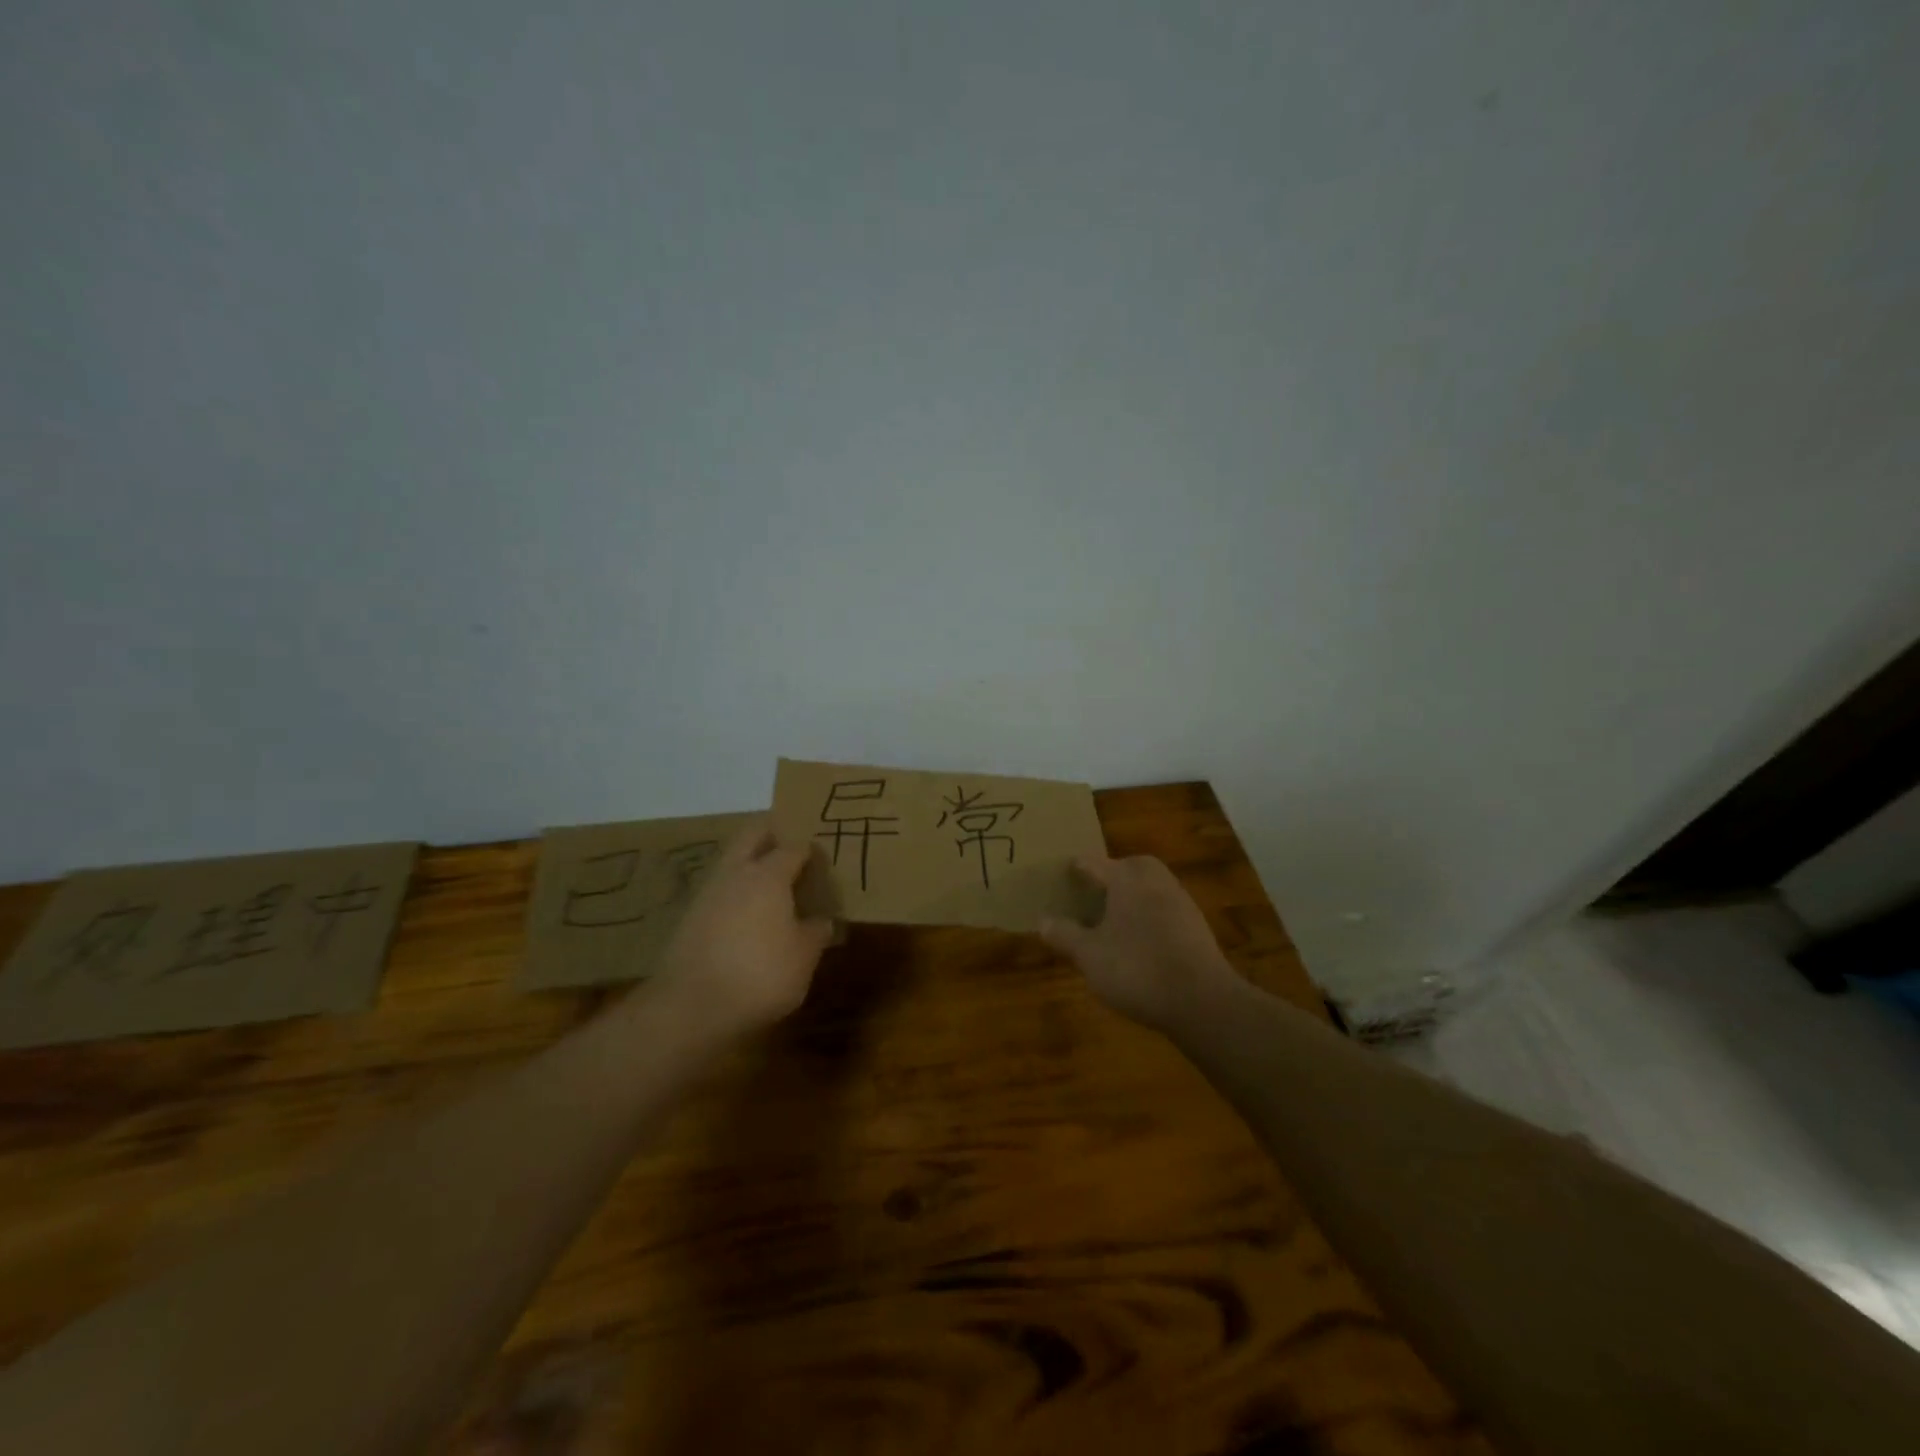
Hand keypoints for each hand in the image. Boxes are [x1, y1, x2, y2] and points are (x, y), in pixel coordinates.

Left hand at [654, 825, 834, 1036]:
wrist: (690, 1007)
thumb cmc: (760, 974)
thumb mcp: (803, 958)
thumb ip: (816, 933)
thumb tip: (823, 920)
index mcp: (769, 875)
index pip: (795, 848)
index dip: (811, 852)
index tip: (823, 863)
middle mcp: (736, 872)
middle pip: (753, 834)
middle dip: (773, 835)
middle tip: (793, 853)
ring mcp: (708, 892)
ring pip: (732, 860)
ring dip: (750, 864)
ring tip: (772, 887)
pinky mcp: (689, 916)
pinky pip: (719, 890)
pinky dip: (735, 893)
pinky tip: (746, 917)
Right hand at [1041, 855, 1236, 1032]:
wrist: (1202, 1001)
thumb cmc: (1137, 968)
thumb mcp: (1089, 955)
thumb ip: (1064, 934)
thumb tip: (1042, 920)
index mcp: (1126, 877)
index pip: (1092, 863)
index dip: (1073, 870)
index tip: (1059, 878)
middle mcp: (1155, 879)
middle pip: (1126, 869)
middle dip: (1108, 878)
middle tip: (1088, 897)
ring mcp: (1180, 901)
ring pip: (1146, 889)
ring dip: (1129, 900)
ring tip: (1109, 923)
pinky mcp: (1195, 926)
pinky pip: (1162, 911)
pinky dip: (1146, 919)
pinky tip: (1137, 944)